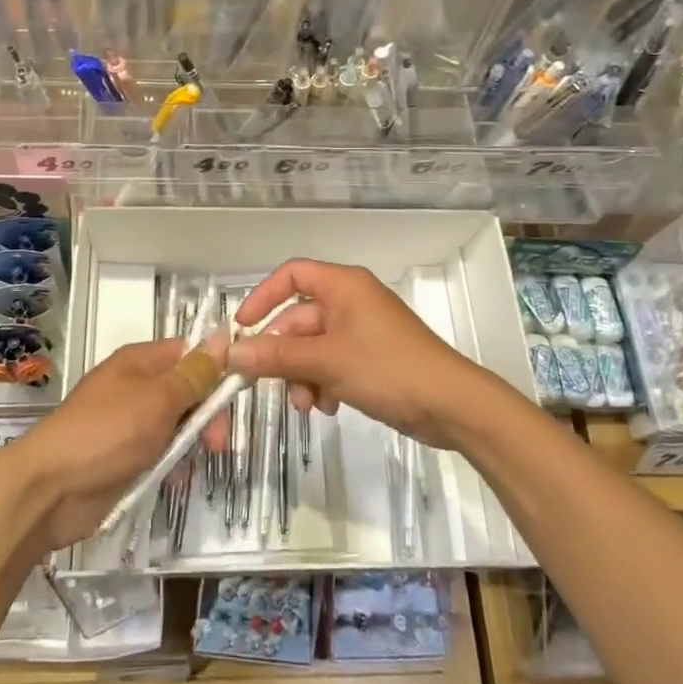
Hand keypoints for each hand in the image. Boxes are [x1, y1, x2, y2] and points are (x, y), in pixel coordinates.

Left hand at [0, 337, 208, 549]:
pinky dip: (171, 462)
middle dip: (206, 413)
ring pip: (176, 423)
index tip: (238, 393)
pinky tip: (176, 477)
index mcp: (139, 362)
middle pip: (186, 389)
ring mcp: (128, 422)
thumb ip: (194, 374)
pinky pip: (159, 451)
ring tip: (196, 461)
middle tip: (217, 442)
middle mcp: (134, 386)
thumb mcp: (158, 399)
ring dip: (191, 441)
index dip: (215, 368)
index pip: (189, 352)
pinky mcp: (124, 456)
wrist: (49, 489)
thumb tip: (223, 337)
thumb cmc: (106, 433)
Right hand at [227, 259, 499, 447]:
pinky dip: (324, 383)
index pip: (292, 275)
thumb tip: (231, 354)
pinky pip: (333, 362)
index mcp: (343, 286)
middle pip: (299, 318)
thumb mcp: (326, 361)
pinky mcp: (371, 357)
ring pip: (313, 346)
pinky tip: (329, 408)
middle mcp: (351, 301)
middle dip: (284, 353)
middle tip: (267, 384)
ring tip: (307, 405)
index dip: (263, 297)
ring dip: (302, 375)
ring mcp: (362, 330)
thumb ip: (276, 356)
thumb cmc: (387, 369)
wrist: (451, 405)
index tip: (243, 328)